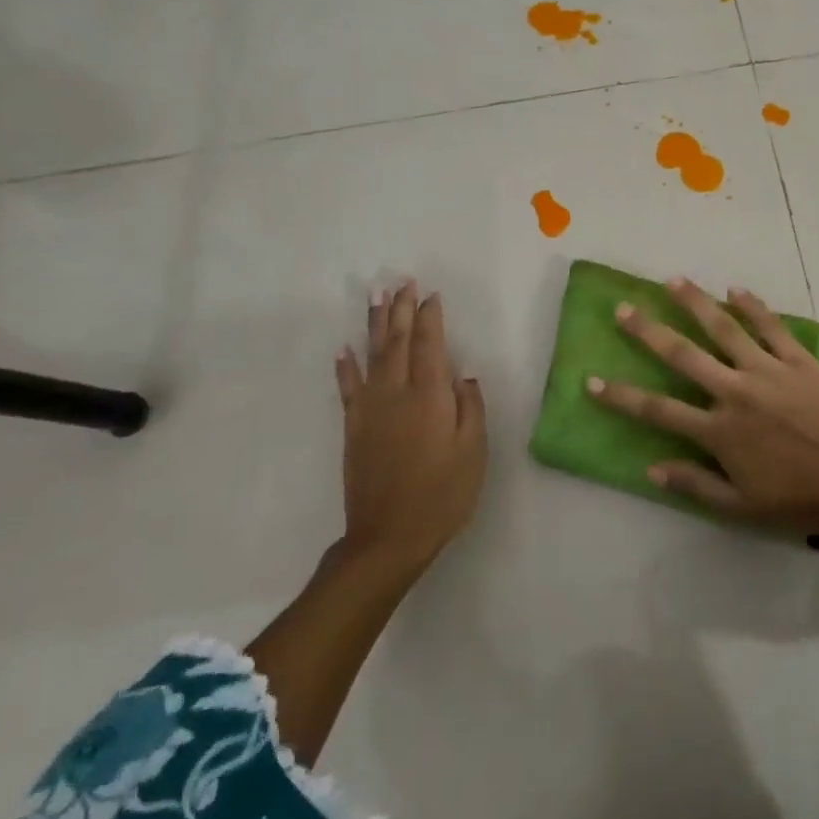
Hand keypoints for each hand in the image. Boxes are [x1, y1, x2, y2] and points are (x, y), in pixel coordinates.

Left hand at [334, 279, 487, 574]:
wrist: (389, 536)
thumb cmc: (443, 494)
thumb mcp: (473, 452)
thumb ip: (470, 408)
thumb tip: (462, 376)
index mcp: (429, 396)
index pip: (429, 344)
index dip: (430, 317)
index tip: (431, 295)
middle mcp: (396, 393)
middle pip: (397, 341)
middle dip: (400, 310)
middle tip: (402, 282)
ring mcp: (370, 409)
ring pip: (372, 355)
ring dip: (374, 324)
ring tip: (376, 297)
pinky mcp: (354, 427)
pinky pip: (347, 387)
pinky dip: (345, 366)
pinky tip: (344, 349)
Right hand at [586, 277, 818, 532]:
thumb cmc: (799, 497)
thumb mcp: (741, 506)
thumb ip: (696, 484)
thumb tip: (651, 468)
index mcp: (719, 430)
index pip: (658, 410)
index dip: (621, 396)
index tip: (591, 380)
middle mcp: (735, 391)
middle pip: (683, 355)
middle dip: (648, 331)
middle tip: (623, 309)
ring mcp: (767, 370)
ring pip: (724, 328)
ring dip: (696, 303)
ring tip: (673, 280)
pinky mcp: (797, 360)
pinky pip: (770, 326)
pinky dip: (752, 306)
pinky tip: (735, 289)